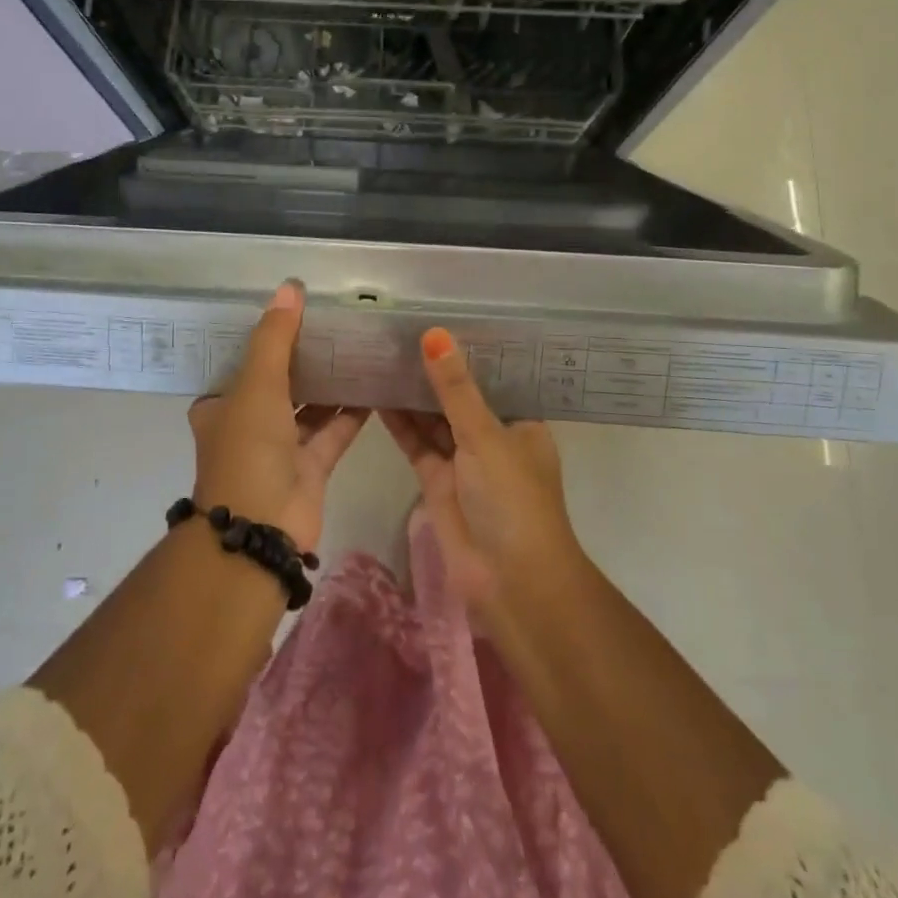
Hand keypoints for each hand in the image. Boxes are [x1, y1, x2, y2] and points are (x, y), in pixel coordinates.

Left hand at [188, 281, 367, 551]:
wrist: (262, 528)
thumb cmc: (248, 448)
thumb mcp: (257, 384)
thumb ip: (276, 337)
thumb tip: (291, 287)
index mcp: (222, 405)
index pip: (243, 362)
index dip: (266, 337)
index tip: (295, 310)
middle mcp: (248, 424)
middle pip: (280, 382)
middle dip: (305, 357)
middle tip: (336, 322)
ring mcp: (280, 449)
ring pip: (309, 406)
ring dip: (330, 382)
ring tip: (359, 346)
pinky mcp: (311, 467)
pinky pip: (333, 430)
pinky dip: (351, 411)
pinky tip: (376, 384)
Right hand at [381, 328, 583, 628]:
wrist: (510, 583)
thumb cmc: (512, 500)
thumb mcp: (485, 435)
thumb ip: (455, 387)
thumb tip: (435, 333)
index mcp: (520, 421)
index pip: (493, 375)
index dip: (467, 349)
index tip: (438, 315)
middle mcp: (493, 436)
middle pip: (459, 395)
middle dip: (433, 370)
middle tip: (397, 330)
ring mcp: (464, 461)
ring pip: (434, 418)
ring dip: (412, 393)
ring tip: (381, 354)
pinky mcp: (437, 482)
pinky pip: (417, 443)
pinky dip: (399, 423)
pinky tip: (376, 394)